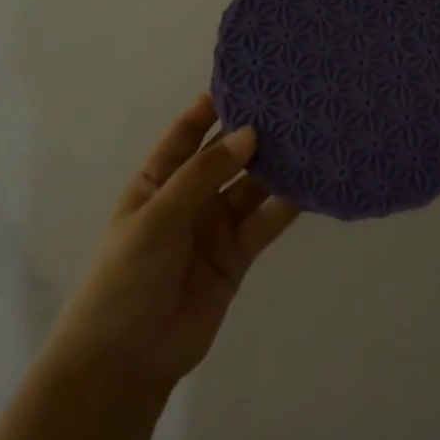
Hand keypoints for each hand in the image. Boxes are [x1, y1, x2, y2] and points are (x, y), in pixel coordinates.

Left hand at [50, 95, 299, 394]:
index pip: (187, 132)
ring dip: (277, 165)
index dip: (211, 106)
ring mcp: (216, 225)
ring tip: (312, 135)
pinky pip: (266, 220)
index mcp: (158, 180)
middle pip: (227, 155)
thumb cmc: (126, 278)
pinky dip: (288, 203)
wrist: (126, 360)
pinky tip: (313, 182)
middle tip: (293, 103)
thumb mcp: (157, 217)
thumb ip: (204, 175)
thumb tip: (250, 133)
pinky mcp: (239, 254)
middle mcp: (190, 196)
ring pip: (252, 185)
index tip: (247, 78)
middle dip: (254, 132)